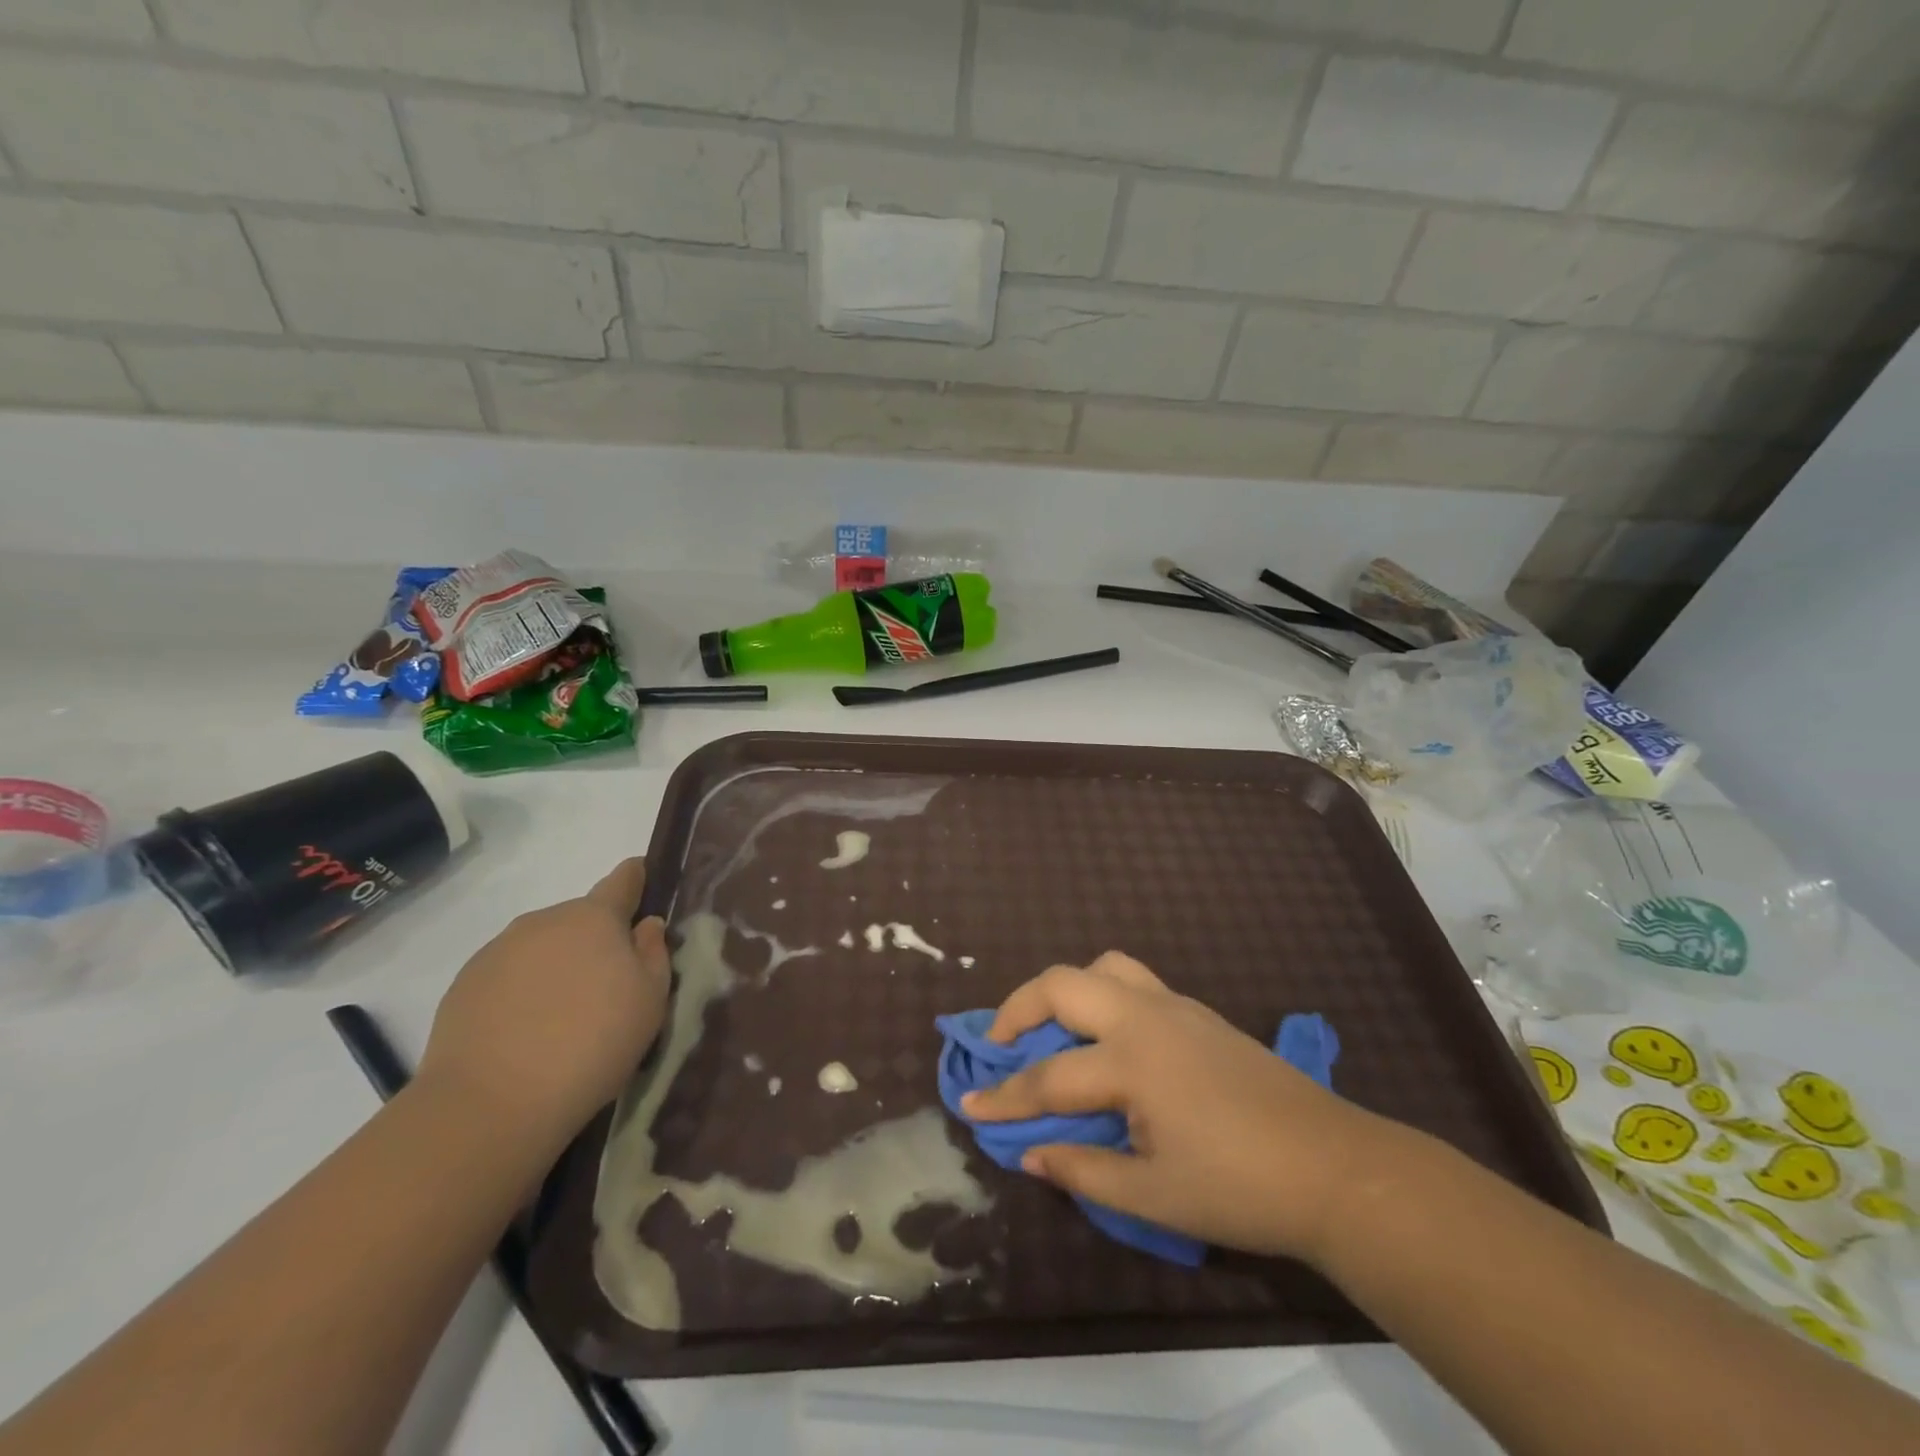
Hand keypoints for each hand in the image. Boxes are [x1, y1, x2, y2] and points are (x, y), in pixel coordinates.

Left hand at [417, 858, 669, 1151]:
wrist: (490, 1105)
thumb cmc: (592, 1043)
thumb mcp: (650, 1000)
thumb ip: (654, 953)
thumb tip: (645, 925)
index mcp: (594, 917)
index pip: (622, 879)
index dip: (637, 878)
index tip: (645, 884)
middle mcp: (544, 921)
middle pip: (581, 918)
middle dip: (597, 940)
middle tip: (609, 987)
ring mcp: (497, 951)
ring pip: (542, 947)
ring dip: (558, 966)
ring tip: (565, 1017)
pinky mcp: (463, 986)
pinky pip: (508, 976)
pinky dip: (523, 992)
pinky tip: (527, 1033)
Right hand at [961, 953, 1392, 1264]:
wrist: (1335, 1168)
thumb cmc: (1241, 1188)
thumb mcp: (1154, 1196)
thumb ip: (1083, 1170)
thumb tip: (1028, 1154)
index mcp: (1131, 1061)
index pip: (1048, 1078)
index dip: (1004, 1098)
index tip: (968, 1106)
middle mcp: (1145, 1018)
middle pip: (1063, 985)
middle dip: (1018, 1009)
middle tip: (1001, 1046)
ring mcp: (1176, 1007)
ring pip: (1104, 967)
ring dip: (1067, 991)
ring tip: (1053, 1030)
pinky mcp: (1198, 1013)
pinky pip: (1134, 981)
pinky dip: (1103, 996)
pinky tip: (1108, 1041)